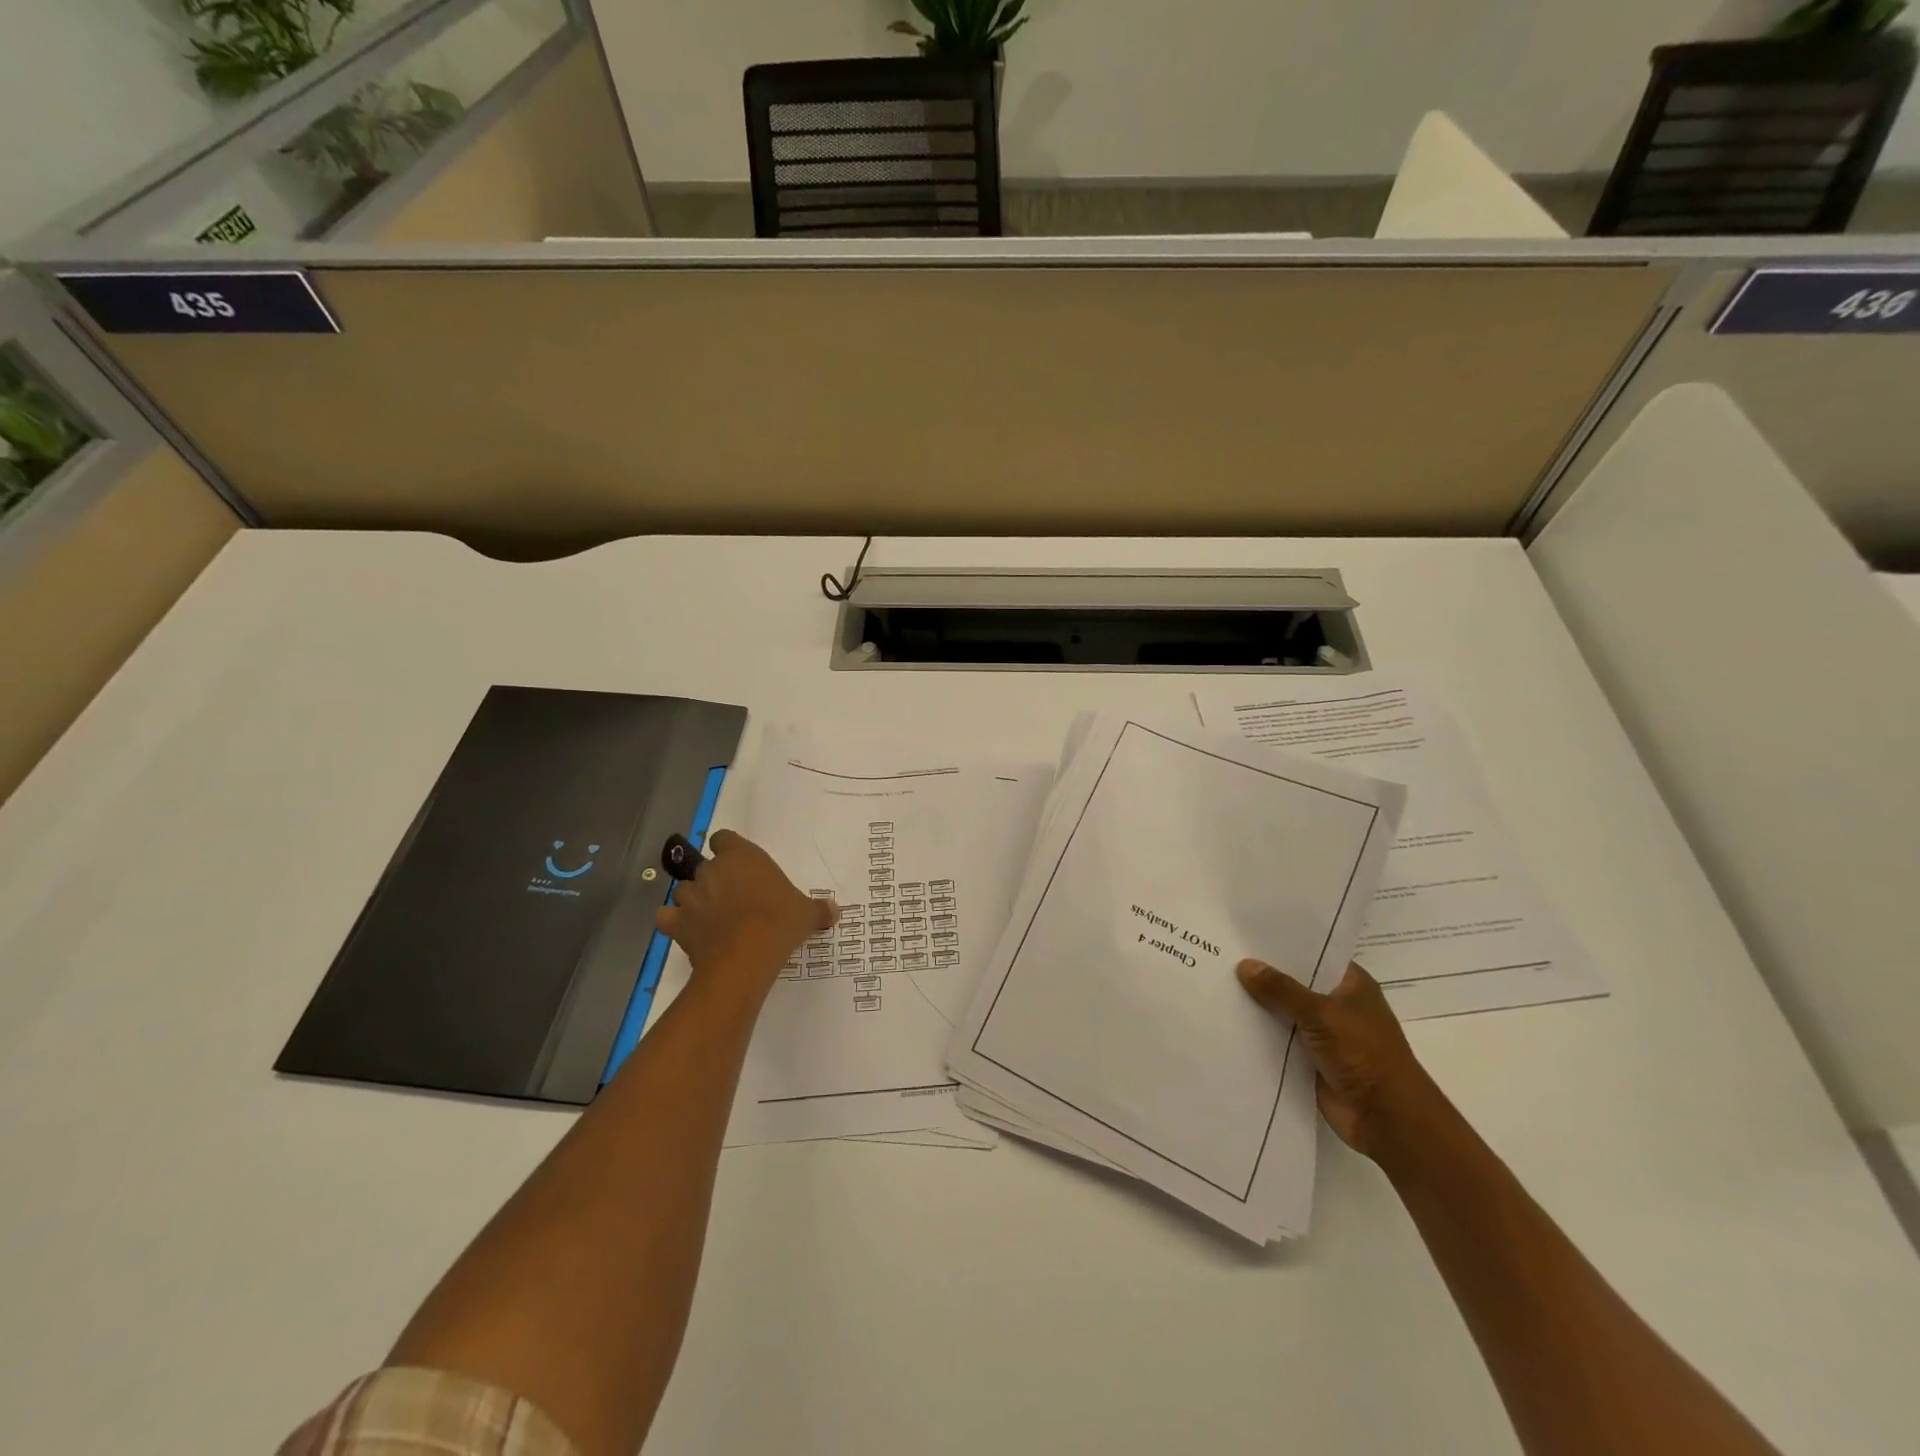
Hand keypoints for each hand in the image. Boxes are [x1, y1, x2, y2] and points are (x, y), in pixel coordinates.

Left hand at [655, 831, 834, 999]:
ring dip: (694, 901)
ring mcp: (690, 895)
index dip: (729, 851)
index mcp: (742, 856)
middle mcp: (712, 869)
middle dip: (714, 881)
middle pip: (705, 867)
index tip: (740, 867)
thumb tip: (835, 911)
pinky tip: (687, 932)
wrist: (746, 955)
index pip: (724, 839)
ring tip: (711, 920)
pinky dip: (674, 923)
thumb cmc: (779, 922)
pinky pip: (667, 917)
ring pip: (685, 891)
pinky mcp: (676, 922)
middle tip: (733, 900)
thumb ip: (818, 909)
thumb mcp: (806, 914)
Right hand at [1236, 959, 1438, 1158]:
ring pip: (1284, 1012)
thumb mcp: (1321, 1013)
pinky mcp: (1310, 1059)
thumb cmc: (1364, 1054)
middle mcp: (1337, 1005)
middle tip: (1222, 953)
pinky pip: (1278, 1039)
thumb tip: (1245, 965)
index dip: (1283, 945)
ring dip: (1258, 1005)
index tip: (1246, 933)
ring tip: (1216, 982)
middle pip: (1294, 983)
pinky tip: (1227, 1019)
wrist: (1386, 1118)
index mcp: (1351, 984)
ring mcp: (1323, 1033)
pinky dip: (1259, 1033)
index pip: (1313, 954)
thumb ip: (1281, 989)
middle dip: (1264, 974)